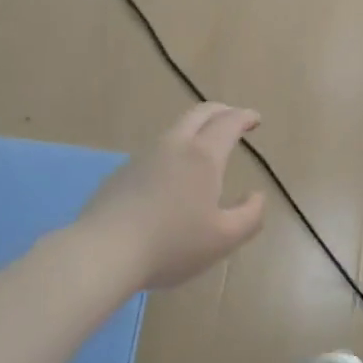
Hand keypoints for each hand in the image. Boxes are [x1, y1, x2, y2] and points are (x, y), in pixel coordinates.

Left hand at [77, 104, 266, 290]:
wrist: (105, 251)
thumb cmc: (172, 244)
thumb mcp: (224, 238)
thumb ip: (250, 215)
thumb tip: (257, 195)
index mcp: (203, 157)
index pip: (228, 123)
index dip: (244, 117)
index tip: (255, 118)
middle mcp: (173, 146)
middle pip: (198, 114)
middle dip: (220, 111)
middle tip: (233, 118)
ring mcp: (143, 157)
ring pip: (174, 131)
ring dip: (195, 129)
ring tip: (205, 146)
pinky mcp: (122, 173)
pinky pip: (156, 152)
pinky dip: (174, 150)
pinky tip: (173, 175)